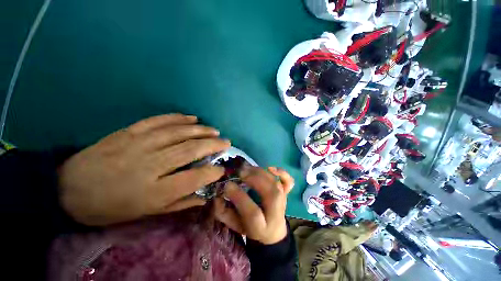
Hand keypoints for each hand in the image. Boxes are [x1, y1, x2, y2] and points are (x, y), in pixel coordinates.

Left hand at [58, 114, 229, 225]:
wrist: (69, 189)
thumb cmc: (111, 208)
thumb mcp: (147, 213)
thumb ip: (180, 203)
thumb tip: (205, 196)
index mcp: (153, 191)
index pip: (192, 178)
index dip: (211, 172)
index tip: (222, 169)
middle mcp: (149, 165)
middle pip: (189, 151)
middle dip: (213, 145)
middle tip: (226, 142)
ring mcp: (139, 144)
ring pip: (178, 133)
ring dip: (201, 130)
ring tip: (215, 130)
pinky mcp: (129, 132)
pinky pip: (159, 121)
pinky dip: (178, 118)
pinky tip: (192, 118)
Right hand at [214, 166, 293, 244]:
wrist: (272, 232)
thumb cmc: (251, 228)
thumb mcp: (235, 225)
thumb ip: (224, 213)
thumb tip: (217, 196)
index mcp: (261, 227)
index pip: (252, 212)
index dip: (239, 196)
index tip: (227, 185)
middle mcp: (276, 212)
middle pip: (269, 192)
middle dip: (253, 179)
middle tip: (239, 172)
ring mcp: (283, 200)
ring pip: (274, 182)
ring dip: (260, 172)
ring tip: (247, 169)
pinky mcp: (286, 193)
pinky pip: (288, 181)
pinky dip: (282, 173)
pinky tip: (271, 168)